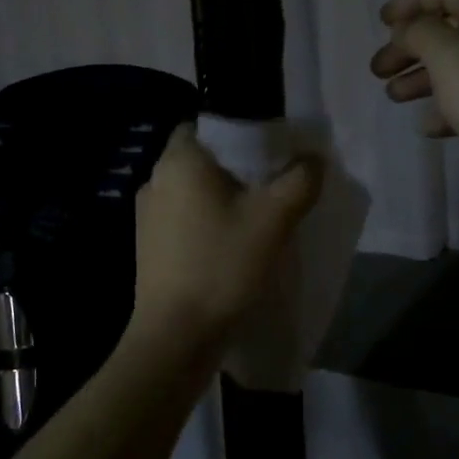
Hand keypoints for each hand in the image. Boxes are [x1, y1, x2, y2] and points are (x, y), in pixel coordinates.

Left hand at [132, 124, 322, 346]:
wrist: (175, 334)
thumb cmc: (221, 265)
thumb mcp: (273, 219)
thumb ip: (299, 180)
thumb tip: (313, 158)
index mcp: (179, 160)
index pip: (205, 124)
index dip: (238, 131)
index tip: (268, 150)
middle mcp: (154, 179)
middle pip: (201, 157)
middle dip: (234, 167)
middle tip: (270, 184)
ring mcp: (146, 215)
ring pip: (191, 190)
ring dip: (219, 197)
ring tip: (254, 216)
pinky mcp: (147, 246)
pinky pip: (181, 218)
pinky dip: (205, 222)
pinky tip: (229, 245)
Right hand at [370, 0, 458, 211]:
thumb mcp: (446, 55)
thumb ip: (419, 33)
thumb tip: (409, 30)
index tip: (383, 24)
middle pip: (446, 29)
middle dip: (408, 46)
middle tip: (378, 69)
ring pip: (454, 66)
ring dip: (419, 77)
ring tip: (393, 96)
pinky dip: (444, 108)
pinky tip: (427, 126)